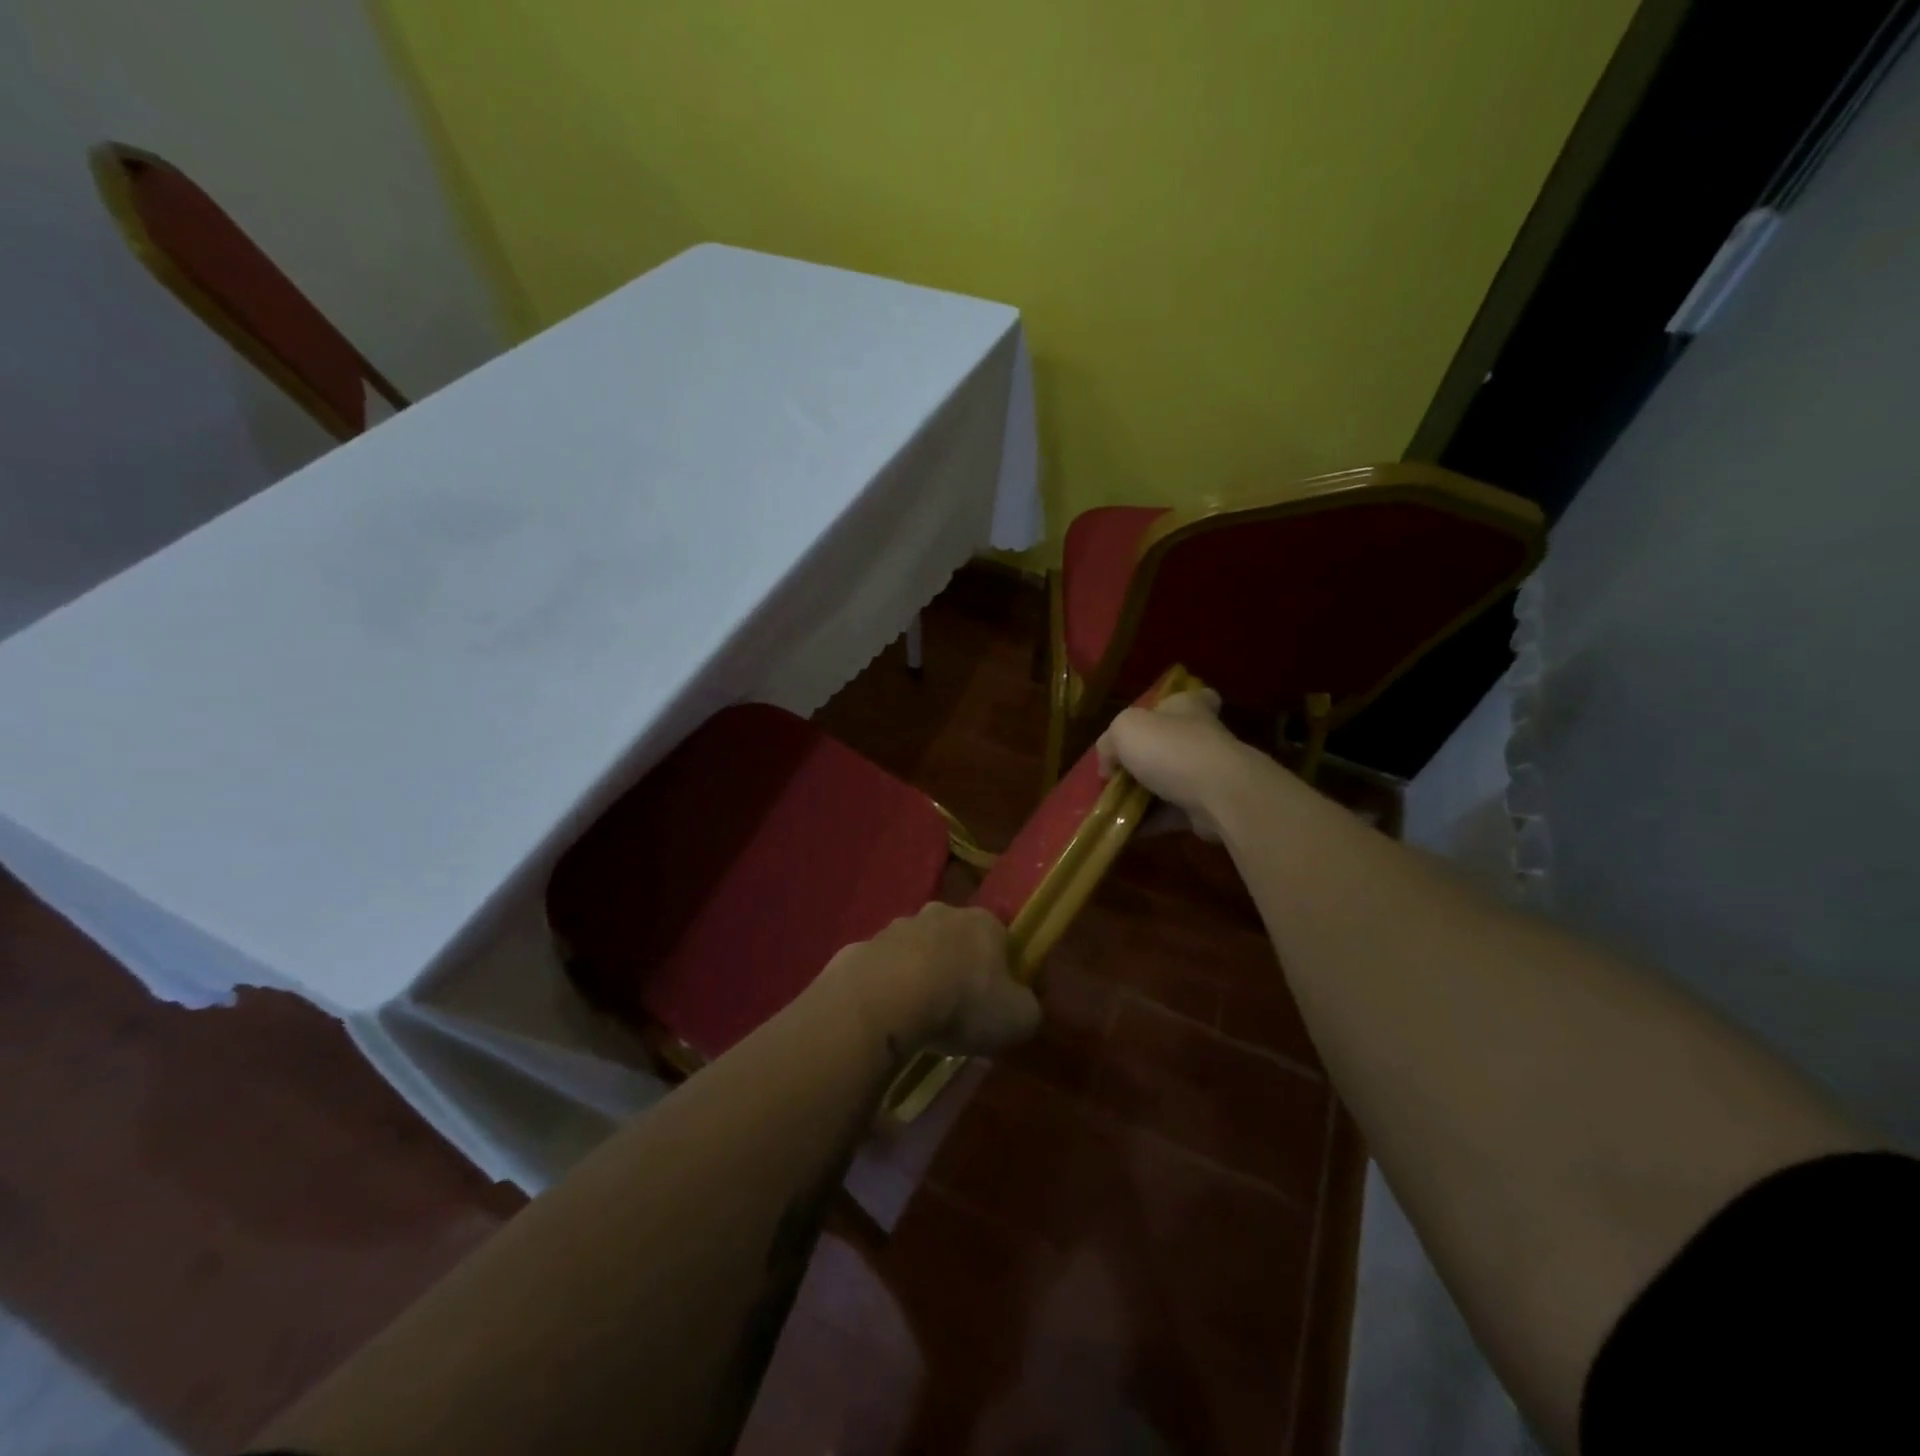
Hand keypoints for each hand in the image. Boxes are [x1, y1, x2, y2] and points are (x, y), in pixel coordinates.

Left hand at [827, 903, 1039, 1057]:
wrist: (885, 999)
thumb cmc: (963, 1004)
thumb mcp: (1018, 1018)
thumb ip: (1028, 1007)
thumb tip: (1021, 1006)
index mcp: (984, 923)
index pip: (1000, 937)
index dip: (1001, 967)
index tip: (996, 999)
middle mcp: (941, 913)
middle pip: (955, 938)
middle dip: (956, 965)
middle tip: (956, 1008)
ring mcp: (897, 927)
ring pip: (915, 950)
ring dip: (918, 974)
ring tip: (917, 1017)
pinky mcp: (862, 947)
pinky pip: (881, 969)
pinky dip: (885, 988)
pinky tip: (885, 1017)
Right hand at [1096, 689, 1246, 841]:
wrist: (1218, 794)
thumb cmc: (1170, 748)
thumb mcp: (1124, 731)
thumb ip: (1109, 744)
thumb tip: (1109, 766)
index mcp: (1186, 707)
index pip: (1189, 697)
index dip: (1171, 707)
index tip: (1153, 723)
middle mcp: (1201, 736)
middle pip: (1171, 743)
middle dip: (1145, 759)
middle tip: (1115, 774)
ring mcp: (1208, 773)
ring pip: (1170, 781)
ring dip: (1144, 794)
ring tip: (1113, 805)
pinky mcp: (1209, 806)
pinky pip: (1172, 813)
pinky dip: (1151, 820)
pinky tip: (1125, 829)